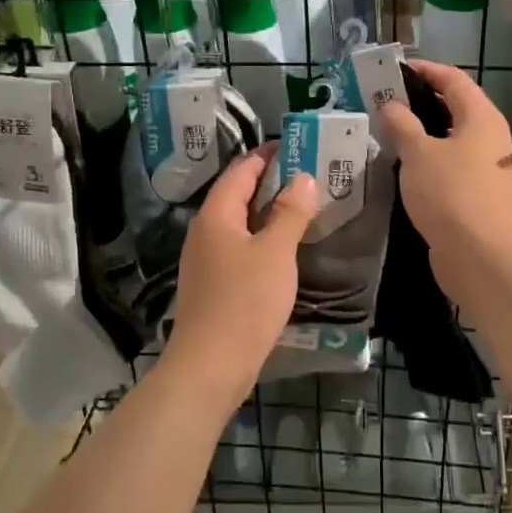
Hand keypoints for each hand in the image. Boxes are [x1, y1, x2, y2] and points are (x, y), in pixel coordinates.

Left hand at [163, 149, 319, 408]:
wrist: (210, 366)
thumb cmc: (244, 303)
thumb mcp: (275, 253)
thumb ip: (290, 213)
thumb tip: (302, 178)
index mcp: (216, 215)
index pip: (240, 171)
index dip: (266, 155)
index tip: (295, 145)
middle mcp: (204, 232)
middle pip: (237, 195)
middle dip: (269, 182)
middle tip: (307, 174)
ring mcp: (205, 260)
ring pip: (239, 223)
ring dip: (267, 212)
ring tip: (301, 207)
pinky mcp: (212, 285)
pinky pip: (239, 248)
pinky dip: (261, 238)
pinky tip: (283, 249)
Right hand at [377, 59, 511, 300]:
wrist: (481, 257)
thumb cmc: (451, 194)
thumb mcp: (419, 154)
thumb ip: (402, 125)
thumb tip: (391, 106)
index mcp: (482, 118)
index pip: (454, 80)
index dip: (425, 71)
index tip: (394, 71)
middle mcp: (490, 138)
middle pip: (455, 108)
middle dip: (420, 102)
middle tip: (384, 102)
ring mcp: (487, 168)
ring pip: (452, 140)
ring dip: (422, 134)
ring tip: (386, 133)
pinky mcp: (478, 195)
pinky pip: (450, 166)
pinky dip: (428, 160)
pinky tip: (402, 169)